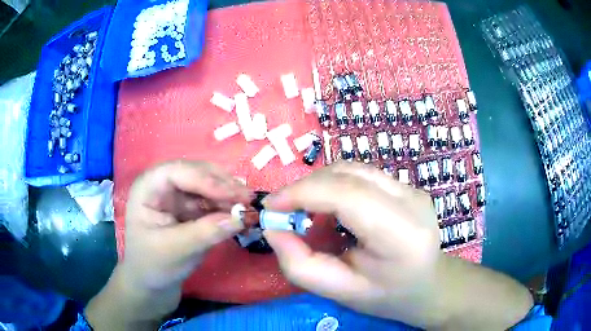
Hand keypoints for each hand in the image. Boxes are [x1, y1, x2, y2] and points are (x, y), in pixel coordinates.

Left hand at [87, 160, 250, 328]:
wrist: (152, 283)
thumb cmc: (153, 265)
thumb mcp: (175, 250)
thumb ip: (206, 233)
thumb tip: (241, 217)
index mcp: (148, 187)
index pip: (178, 172)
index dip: (207, 180)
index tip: (235, 195)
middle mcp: (163, 185)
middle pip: (196, 173)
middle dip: (221, 185)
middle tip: (248, 198)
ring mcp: (177, 196)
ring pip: (207, 185)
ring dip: (228, 195)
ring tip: (249, 207)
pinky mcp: (189, 209)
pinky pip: (211, 201)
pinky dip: (227, 207)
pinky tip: (240, 214)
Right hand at [263, 162, 441, 326]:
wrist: (427, 285)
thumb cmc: (386, 296)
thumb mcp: (340, 292)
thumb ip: (300, 265)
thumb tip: (272, 228)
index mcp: (402, 234)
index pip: (348, 195)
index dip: (303, 193)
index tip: (271, 206)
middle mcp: (412, 201)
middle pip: (349, 175)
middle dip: (306, 187)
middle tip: (283, 211)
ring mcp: (412, 189)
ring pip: (353, 169)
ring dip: (319, 184)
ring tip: (304, 210)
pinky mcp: (407, 186)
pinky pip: (362, 175)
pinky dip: (335, 185)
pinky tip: (330, 207)